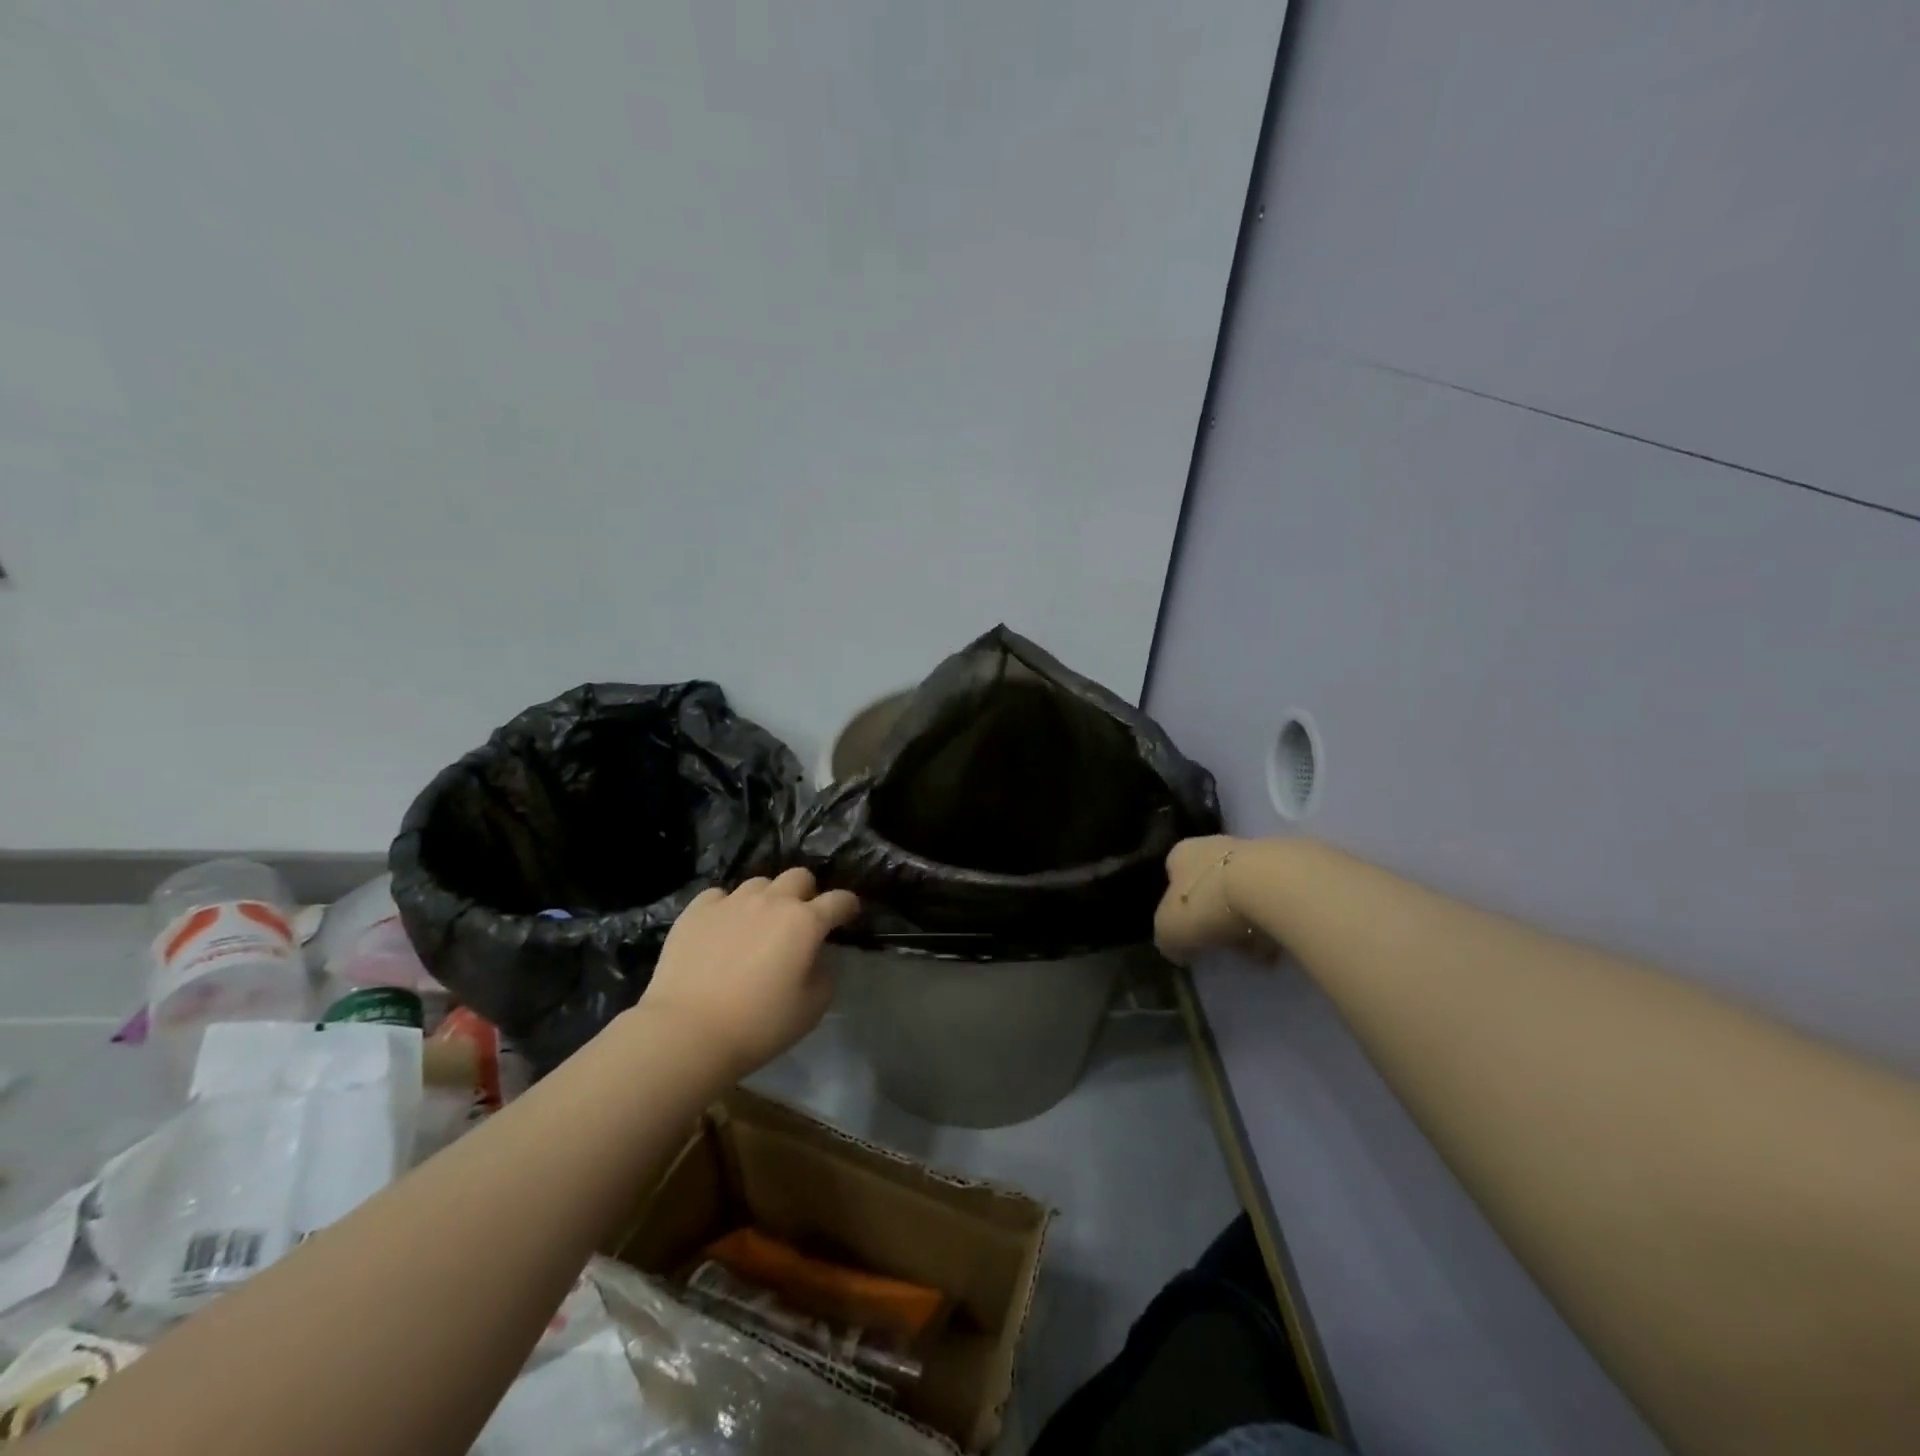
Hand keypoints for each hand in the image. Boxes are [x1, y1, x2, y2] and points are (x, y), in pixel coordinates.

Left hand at [638, 868, 860, 1080]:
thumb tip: (813, 958)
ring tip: (758, 924)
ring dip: (767, 898)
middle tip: (801, 918)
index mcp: (805, 922)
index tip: (848, 914)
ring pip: (759, 883)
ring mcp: (731, 902)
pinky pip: (719, 896)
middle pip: (799, 876)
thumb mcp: (811, 1008)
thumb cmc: (758, 1025)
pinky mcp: (696, 911)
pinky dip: (727, 908)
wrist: (687, 1032)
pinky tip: (722, 928)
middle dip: (807, 893)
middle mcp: (771, 901)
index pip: (839, 900)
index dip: (848, 905)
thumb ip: (823, 974)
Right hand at [1154, 835, 1277, 964]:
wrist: (1271, 885)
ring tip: (1257, 948)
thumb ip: (1167, 938)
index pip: (1174, 876)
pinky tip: (1279, 939)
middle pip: (1210, 881)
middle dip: (1216, 912)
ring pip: (1245, 888)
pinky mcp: (1288, 862)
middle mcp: (1213, 843)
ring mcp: (1253, 850)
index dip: (1180, 906)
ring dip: (1248, 916)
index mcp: (1181, 853)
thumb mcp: (1169, 930)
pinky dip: (1274, 917)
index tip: (1190, 933)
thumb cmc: (1207, 903)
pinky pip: (1275, 896)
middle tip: (1224, 942)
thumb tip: (1175, 948)